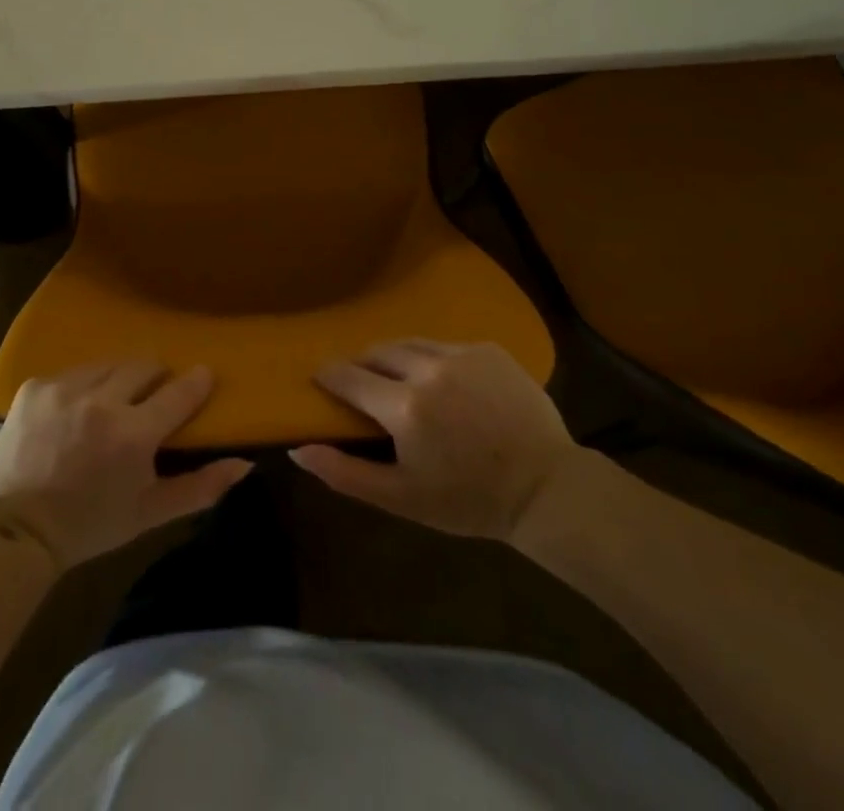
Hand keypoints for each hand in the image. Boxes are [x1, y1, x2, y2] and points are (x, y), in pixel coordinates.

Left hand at [0, 361, 250, 571]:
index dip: (196, 381)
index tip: (203, 375)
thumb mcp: (150, 513)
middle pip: (144, 366)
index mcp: (132, 434)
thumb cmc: (91, 524)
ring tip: (111, 406)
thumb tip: (243, 463)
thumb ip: (200, 487)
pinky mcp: (35, 385)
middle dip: (155, 380)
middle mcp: (100, 401)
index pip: (179, 392)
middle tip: (151, 401)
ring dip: (117, 381)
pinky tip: (74, 413)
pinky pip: (73, 372)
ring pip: (109, 365)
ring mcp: (64, 388)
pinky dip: (82, 387)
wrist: (16, 529)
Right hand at [291, 340, 575, 540]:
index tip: (322, 380)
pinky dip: (433, 358)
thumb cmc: (469, 501)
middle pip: (376, 352)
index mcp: (403, 407)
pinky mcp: (488, 349)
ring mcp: (461, 354)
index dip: (329, 376)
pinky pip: (445, 344)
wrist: (546, 489)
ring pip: (409, 343)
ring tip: (398, 377)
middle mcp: (427, 369)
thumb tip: (297, 449)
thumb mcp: (402, 498)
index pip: (347, 376)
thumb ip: (345, 474)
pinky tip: (444, 382)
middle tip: (364, 386)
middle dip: (363, 365)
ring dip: (395, 357)